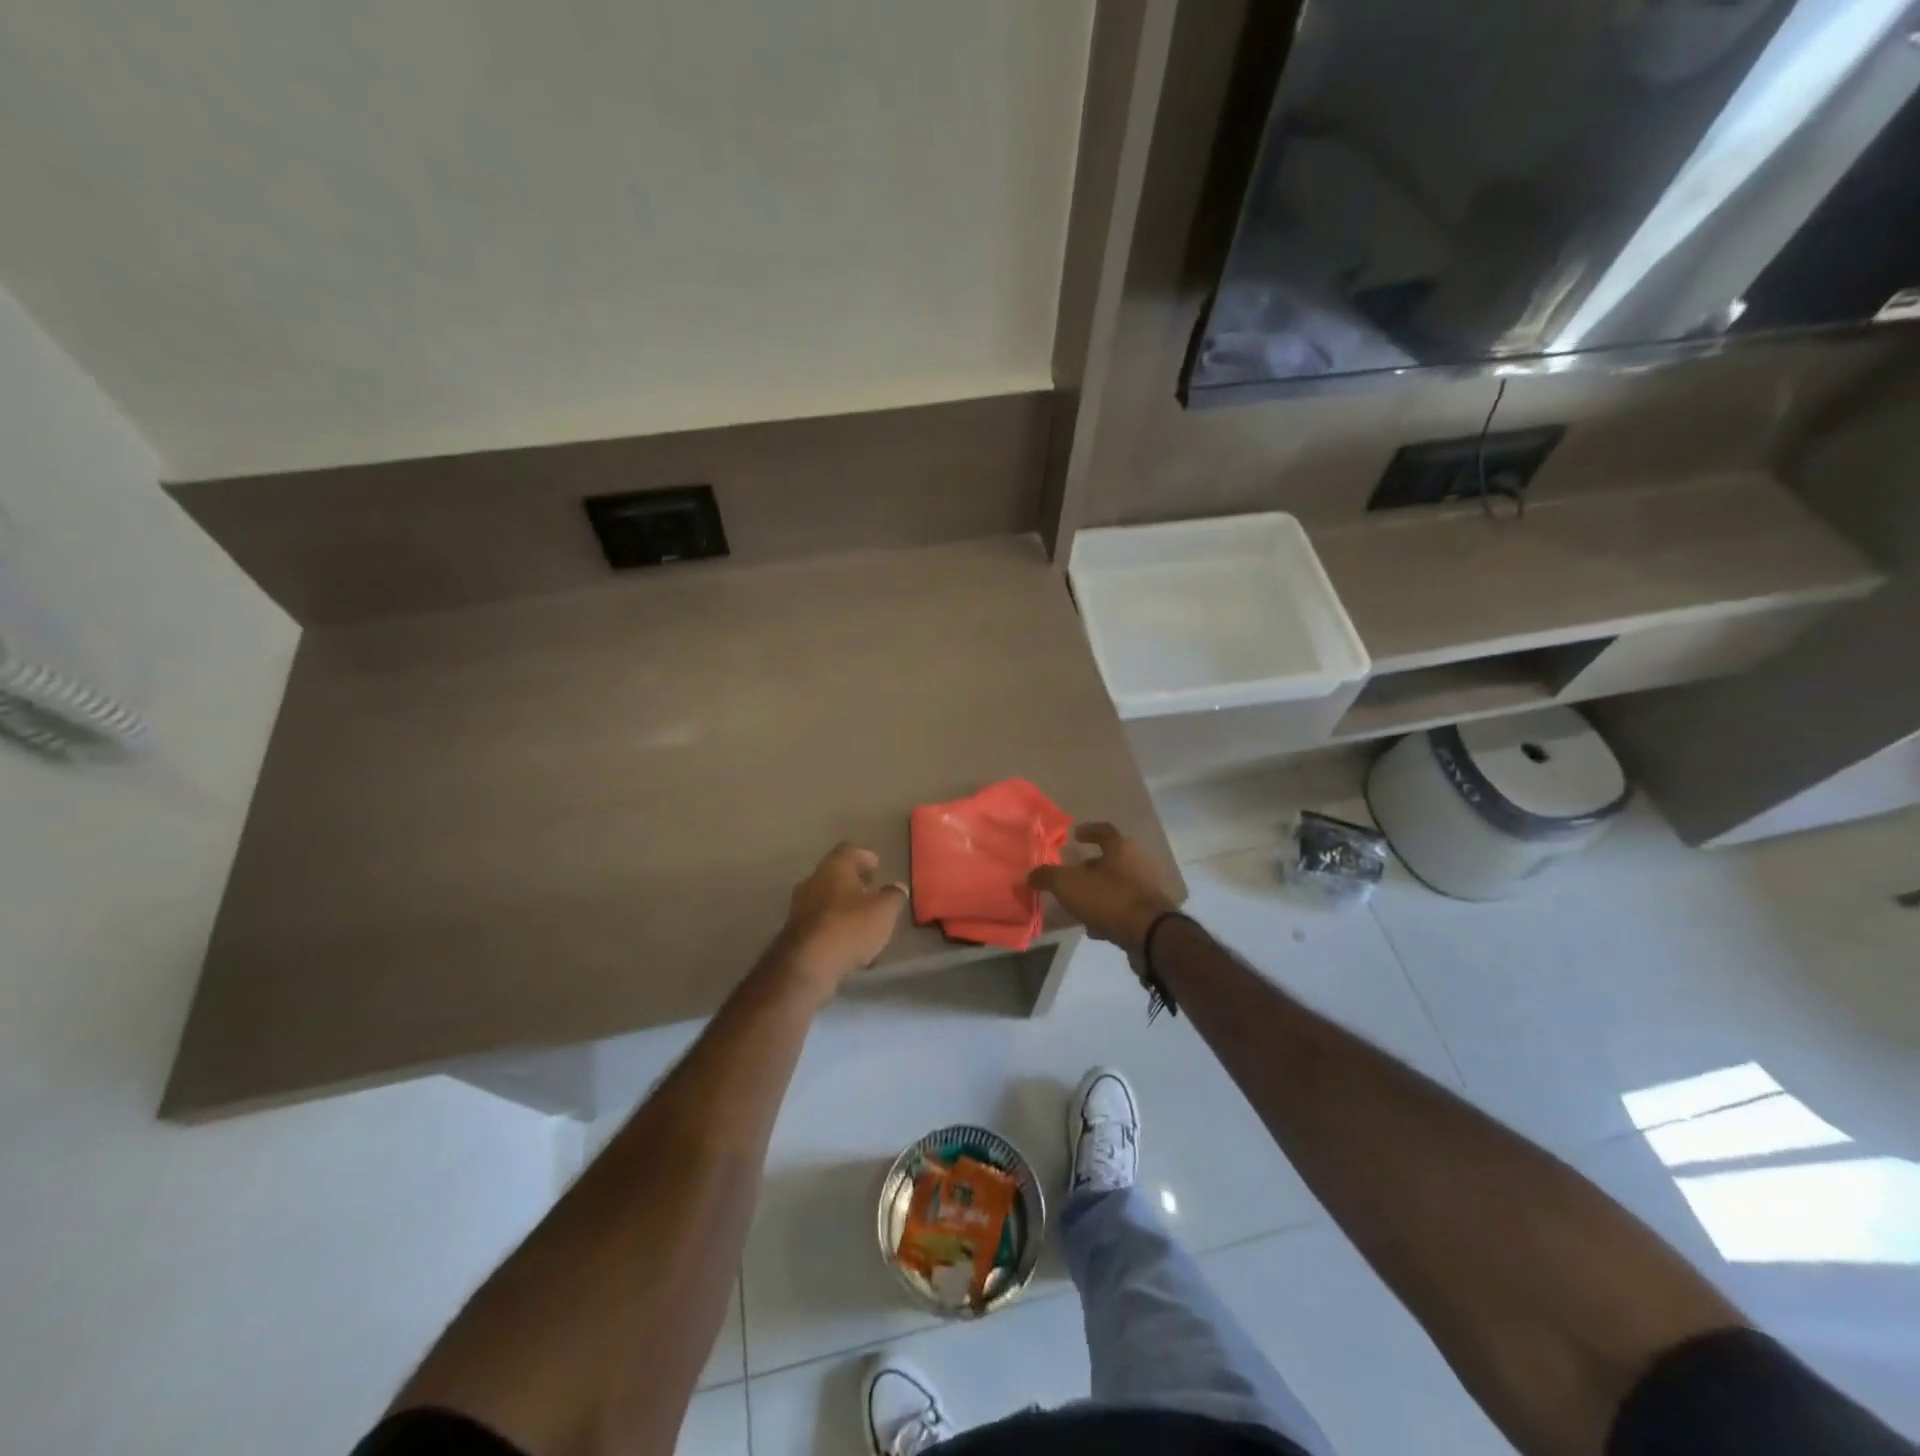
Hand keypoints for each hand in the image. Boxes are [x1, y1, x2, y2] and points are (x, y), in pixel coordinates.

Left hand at [777, 842, 908, 992]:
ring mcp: (799, 907)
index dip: (864, 856)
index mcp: (834, 868)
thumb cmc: (849, 927)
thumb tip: (898, 887)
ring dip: (843, 905)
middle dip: (854, 882)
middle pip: (835, 874)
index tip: (877, 865)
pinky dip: (834, 926)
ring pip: (826, 898)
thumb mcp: (884, 911)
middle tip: (872, 890)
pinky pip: (819, 922)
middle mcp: (813, 881)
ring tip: (863, 919)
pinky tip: (848, 941)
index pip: (849, 850)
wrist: (806, 965)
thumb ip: (893, 896)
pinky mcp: (794, 932)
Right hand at [1028, 823, 1180, 956]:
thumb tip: (1031, 875)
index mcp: (1120, 848)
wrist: (1149, 934)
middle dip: (1089, 868)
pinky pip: (1124, 909)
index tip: (1075, 835)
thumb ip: (1047, 876)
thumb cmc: (1108, 898)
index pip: (1104, 830)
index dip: (1088, 830)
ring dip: (1097, 893)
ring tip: (1078, 906)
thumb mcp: (1068, 884)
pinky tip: (1095, 928)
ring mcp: (1146, 889)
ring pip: (1116, 886)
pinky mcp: (1151, 913)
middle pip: (1110, 860)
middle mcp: (1137, 863)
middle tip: (1070, 877)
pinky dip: (1108, 914)